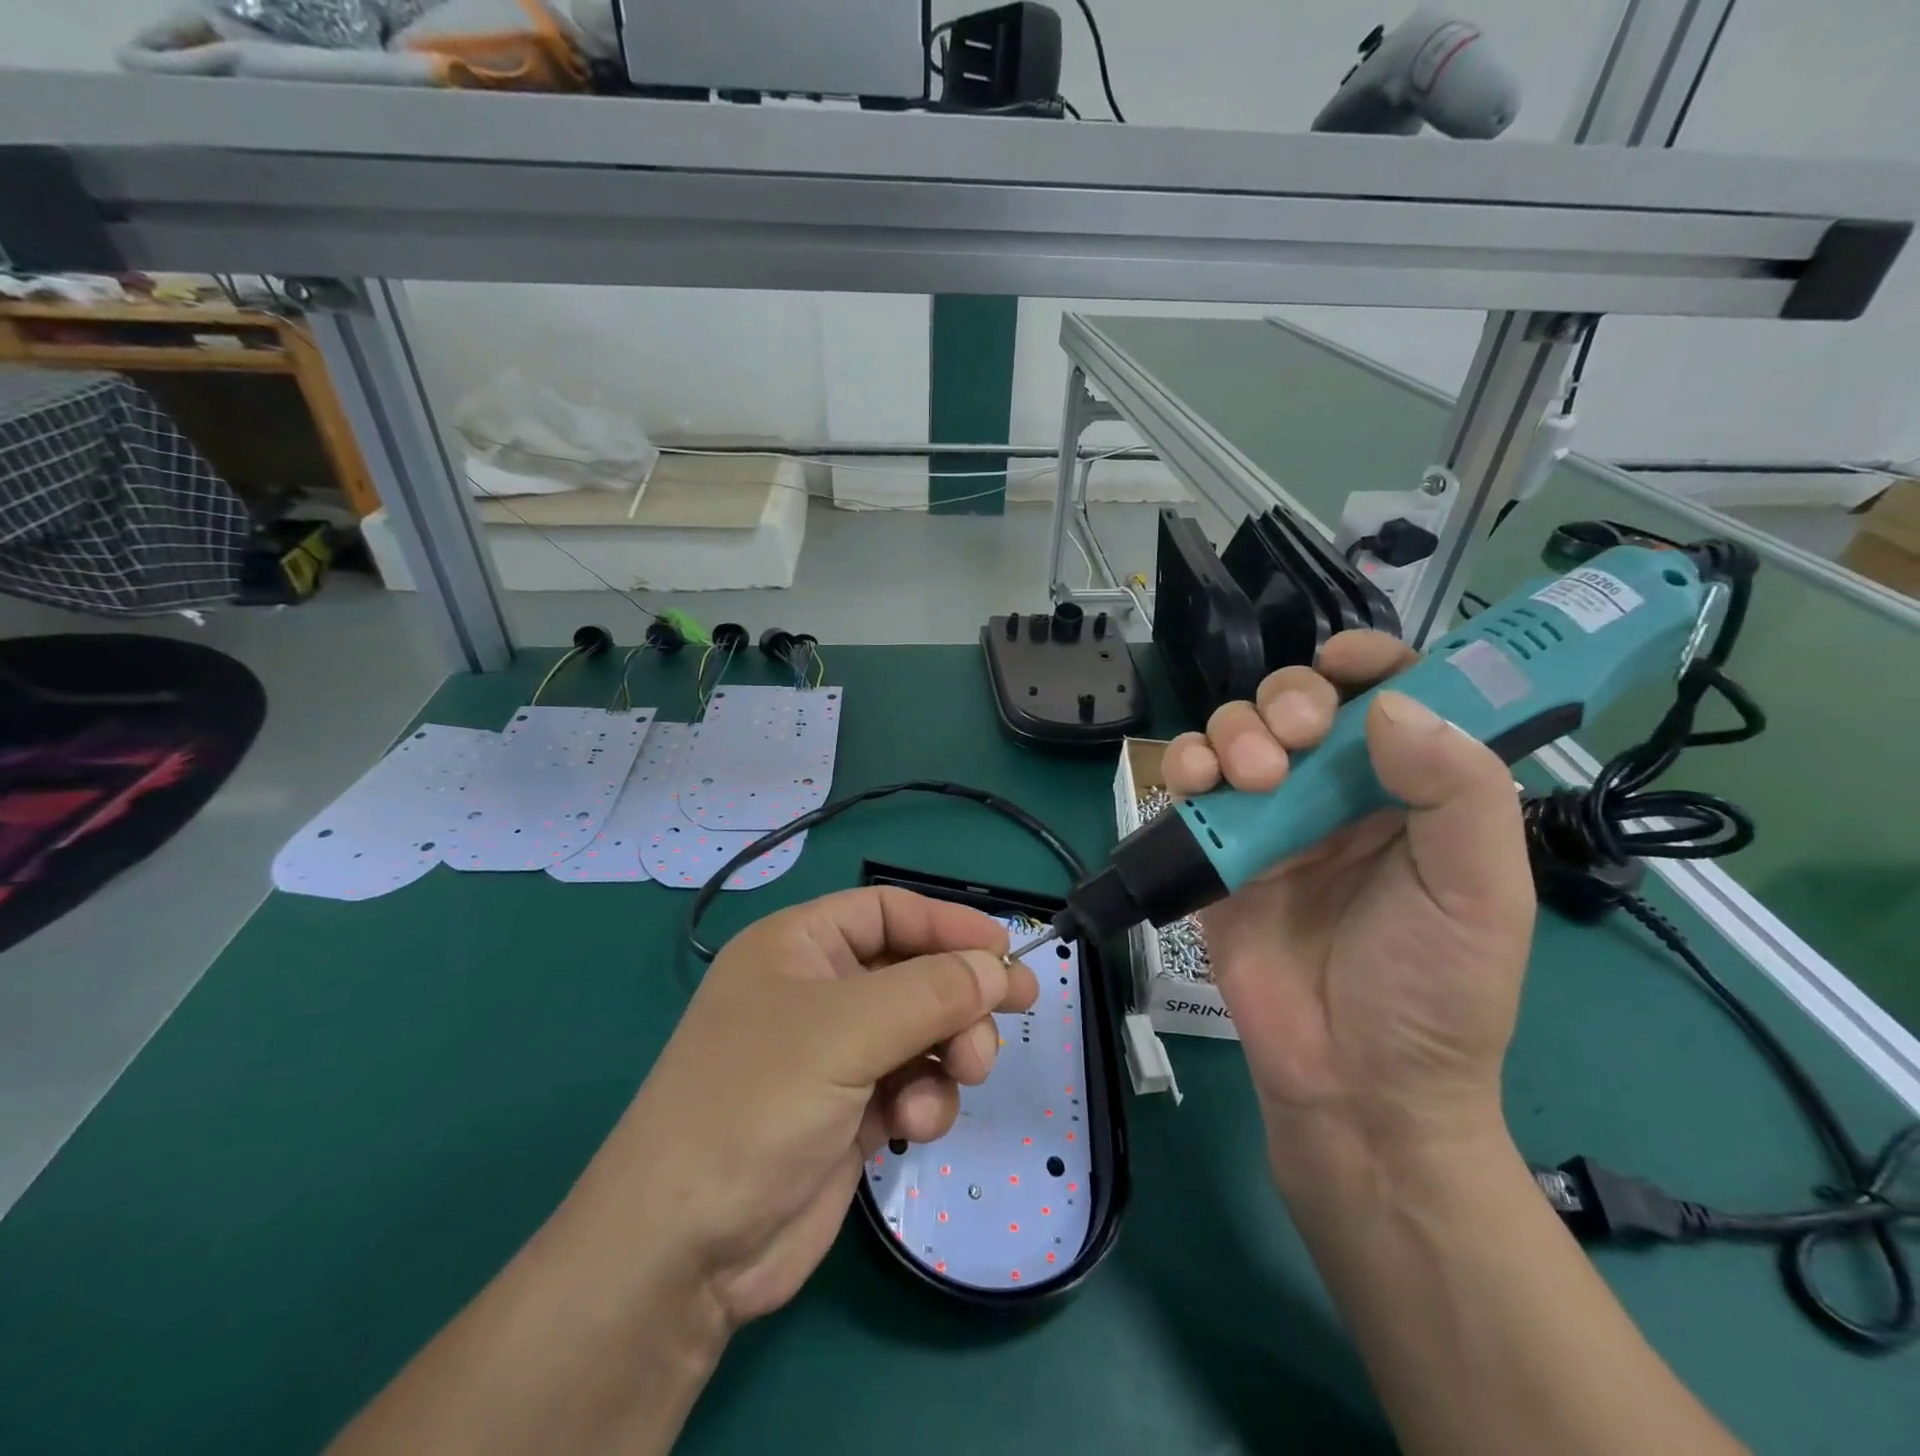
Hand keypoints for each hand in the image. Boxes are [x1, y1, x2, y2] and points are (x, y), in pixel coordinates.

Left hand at [556, 888, 1037, 1329]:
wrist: (685, 1251)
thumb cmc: (756, 1103)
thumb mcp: (846, 1031)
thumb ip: (931, 992)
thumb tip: (996, 968)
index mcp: (799, 946)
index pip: (887, 911)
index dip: (947, 924)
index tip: (1004, 950)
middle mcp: (817, 992)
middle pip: (913, 971)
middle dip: (959, 996)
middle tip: (1014, 1010)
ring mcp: (833, 1055)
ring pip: (922, 1031)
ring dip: (948, 1052)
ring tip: (961, 1076)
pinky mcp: (849, 1112)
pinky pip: (911, 1084)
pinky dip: (924, 1100)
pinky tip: (910, 1127)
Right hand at [1161, 631, 1535, 1162]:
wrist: (1352, 1084)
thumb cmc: (1434, 993)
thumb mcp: (1480, 894)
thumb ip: (1459, 793)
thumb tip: (1392, 707)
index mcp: (1413, 792)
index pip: (1392, 698)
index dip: (1370, 664)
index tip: (1343, 663)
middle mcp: (1338, 793)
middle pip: (1299, 703)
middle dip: (1289, 700)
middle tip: (1296, 738)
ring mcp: (1270, 820)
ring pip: (1237, 732)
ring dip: (1236, 731)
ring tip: (1253, 777)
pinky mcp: (1215, 849)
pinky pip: (1189, 784)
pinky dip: (1185, 764)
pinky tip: (1195, 780)